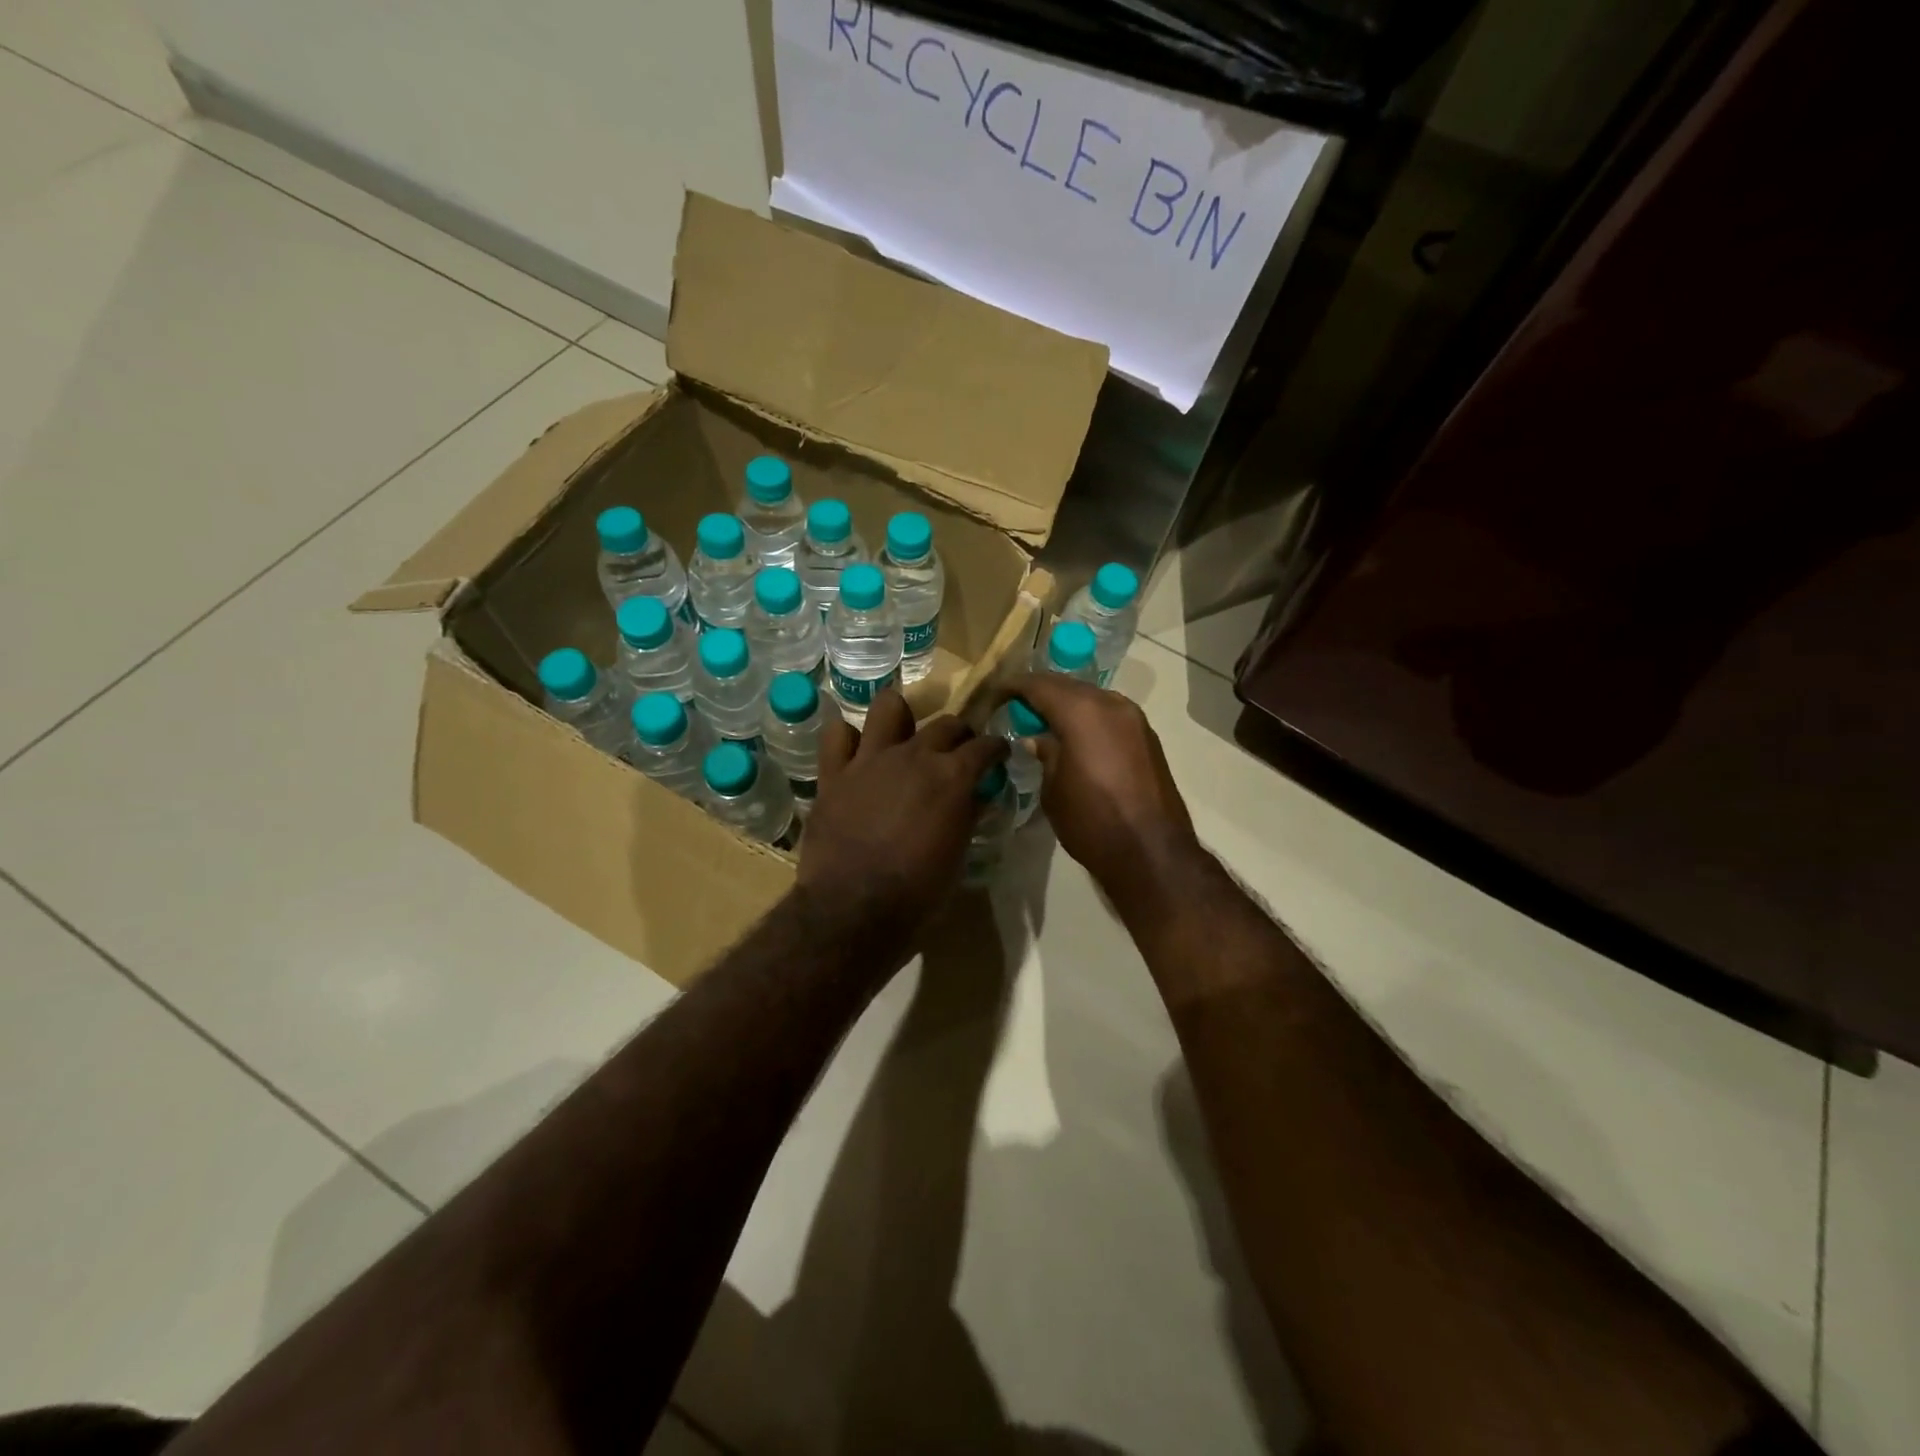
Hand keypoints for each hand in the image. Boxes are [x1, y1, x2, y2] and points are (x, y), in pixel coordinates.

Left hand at [796, 689, 1007, 954]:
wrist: (854, 908)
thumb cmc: (917, 891)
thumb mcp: (957, 855)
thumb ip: (967, 816)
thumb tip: (975, 796)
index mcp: (952, 776)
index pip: (985, 746)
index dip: (995, 748)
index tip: (998, 754)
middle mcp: (914, 755)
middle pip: (945, 723)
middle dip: (959, 733)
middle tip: (958, 750)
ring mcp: (870, 759)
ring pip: (889, 707)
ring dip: (902, 716)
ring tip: (904, 733)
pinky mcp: (834, 773)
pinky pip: (836, 734)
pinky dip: (846, 738)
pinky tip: (855, 752)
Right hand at [1002, 674, 1199, 904]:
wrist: (1151, 852)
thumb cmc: (1091, 822)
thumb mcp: (1054, 789)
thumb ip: (1045, 754)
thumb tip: (1039, 739)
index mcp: (1082, 712)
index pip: (1040, 685)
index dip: (1014, 686)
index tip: (996, 694)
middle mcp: (1111, 705)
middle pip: (1068, 686)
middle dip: (1041, 692)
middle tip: (1017, 707)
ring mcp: (1134, 719)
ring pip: (1092, 698)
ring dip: (1068, 704)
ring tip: (1045, 722)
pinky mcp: (1148, 737)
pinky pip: (1110, 715)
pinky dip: (1089, 718)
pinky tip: (1075, 737)